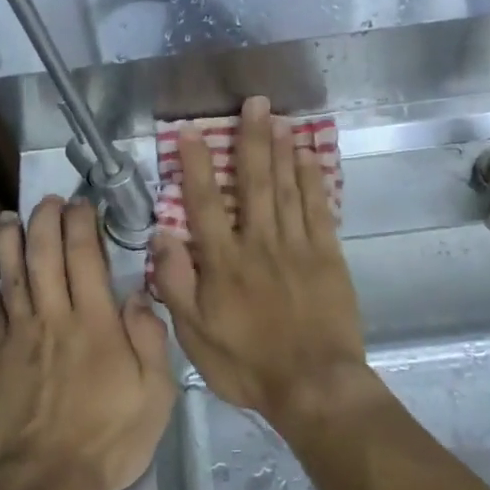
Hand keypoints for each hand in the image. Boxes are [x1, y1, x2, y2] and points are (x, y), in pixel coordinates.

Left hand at [0, 196, 174, 489]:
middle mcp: (52, 318)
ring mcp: (17, 337)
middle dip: (44, 220)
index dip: (81, 222)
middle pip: (42, 254)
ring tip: (9, 218)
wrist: (45, 481)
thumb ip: (149, 338)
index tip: (81, 204)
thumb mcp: (155, 393)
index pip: (84, 255)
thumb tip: (137, 294)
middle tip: (48, 201)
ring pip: (10, 276)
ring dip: (9, 242)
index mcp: (94, 321)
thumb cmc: (109, 438)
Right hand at [152, 97, 369, 424]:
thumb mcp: (194, 335)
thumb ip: (176, 283)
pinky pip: (318, 209)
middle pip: (253, 183)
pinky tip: (307, 157)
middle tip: (253, 102)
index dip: (197, 164)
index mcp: (224, 263)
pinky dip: (312, 180)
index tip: (191, 131)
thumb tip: (162, 235)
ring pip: (287, 188)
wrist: (314, 386)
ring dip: (281, 150)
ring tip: (278, 117)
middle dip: (251, 140)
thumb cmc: (247, 365)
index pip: (205, 203)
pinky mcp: (328, 257)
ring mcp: (298, 247)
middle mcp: (259, 244)